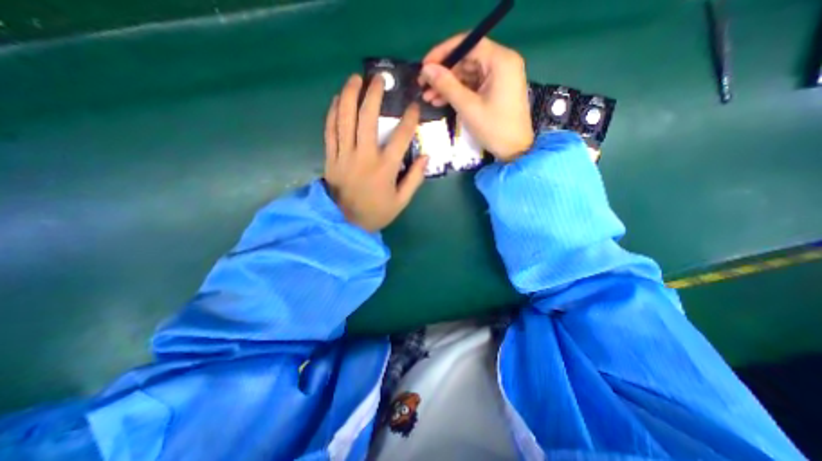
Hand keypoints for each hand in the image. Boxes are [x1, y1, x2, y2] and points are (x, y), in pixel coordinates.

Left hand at [323, 75, 430, 232]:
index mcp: (385, 168)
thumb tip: (425, 157)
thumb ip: (415, 179)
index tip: (413, 107)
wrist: (346, 223)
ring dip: (349, 95)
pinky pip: (329, 131)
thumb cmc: (376, 212)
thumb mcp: (401, 201)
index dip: (409, 119)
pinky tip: (336, 100)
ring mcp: (344, 155)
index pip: (401, 137)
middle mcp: (364, 156)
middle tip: (378, 79)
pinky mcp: (331, 158)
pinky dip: (332, 113)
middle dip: (373, 94)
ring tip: (355, 79)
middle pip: (367, 118)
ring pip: (344, 119)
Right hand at [418, 34, 532, 159]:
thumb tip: (426, 69)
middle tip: (423, 86)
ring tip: (427, 97)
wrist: (514, 150)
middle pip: (467, 59)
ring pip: (467, 74)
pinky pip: (472, 85)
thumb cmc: (494, 128)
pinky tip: (440, 101)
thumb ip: (447, 85)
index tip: (424, 65)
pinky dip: (457, 92)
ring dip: (447, 85)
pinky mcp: (495, 90)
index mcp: (500, 61)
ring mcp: (499, 77)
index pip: (468, 44)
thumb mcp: (468, 107)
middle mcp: (502, 63)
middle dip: (443, 73)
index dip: (443, 53)